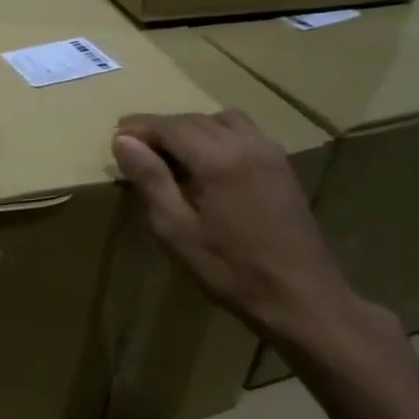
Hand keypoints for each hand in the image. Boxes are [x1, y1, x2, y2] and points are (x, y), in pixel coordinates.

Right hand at [112, 111, 386, 349]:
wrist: (303, 299)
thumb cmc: (231, 270)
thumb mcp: (176, 231)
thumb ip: (150, 180)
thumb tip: (124, 142)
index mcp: (217, 159)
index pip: (170, 126)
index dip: (139, 127)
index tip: (115, 134)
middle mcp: (245, 144)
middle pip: (195, 119)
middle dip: (162, 127)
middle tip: (135, 146)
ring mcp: (270, 153)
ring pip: (223, 120)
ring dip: (192, 127)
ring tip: (172, 153)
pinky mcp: (283, 167)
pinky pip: (245, 133)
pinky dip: (219, 134)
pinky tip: (209, 162)